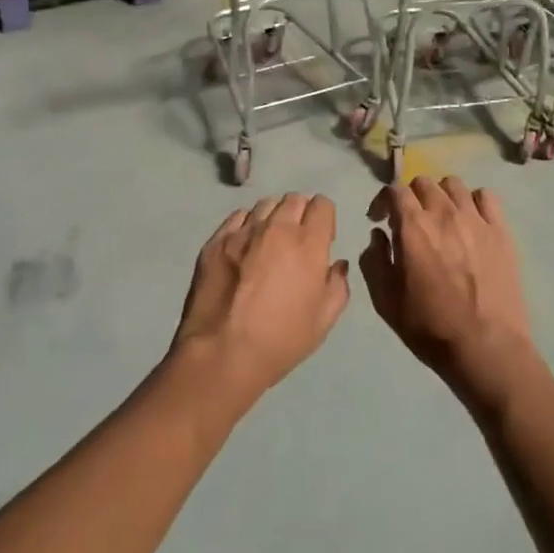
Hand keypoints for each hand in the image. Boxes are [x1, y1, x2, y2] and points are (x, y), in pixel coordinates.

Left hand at [170, 194, 350, 416]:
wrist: (222, 353)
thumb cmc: (281, 340)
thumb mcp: (323, 321)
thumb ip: (338, 285)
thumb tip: (337, 265)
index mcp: (308, 244)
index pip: (322, 205)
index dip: (325, 219)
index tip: (322, 240)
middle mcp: (276, 228)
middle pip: (294, 199)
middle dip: (301, 214)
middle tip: (296, 241)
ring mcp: (243, 231)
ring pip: (265, 205)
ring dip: (273, 217)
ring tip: (268, 242)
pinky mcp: (216, 241)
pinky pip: (237, 217)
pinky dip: (246, 225)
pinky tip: (244, 247)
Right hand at [361, 177, 537, 411]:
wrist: (485, 347)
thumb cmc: (430, 327)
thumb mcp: (386, 301)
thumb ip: (375, 260)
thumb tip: (378, 235)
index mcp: (413, 227)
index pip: (394, 190)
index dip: (383, 201)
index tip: (380, 219)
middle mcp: (443, 213)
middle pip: (423, 182)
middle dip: (411, 197)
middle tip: (410, 221)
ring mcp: (476, 219)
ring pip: (454, 184)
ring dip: (441, 195)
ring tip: (441, 217)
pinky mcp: (501, 231)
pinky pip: (486, 197)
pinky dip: (474, 201)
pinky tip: (471, 221)